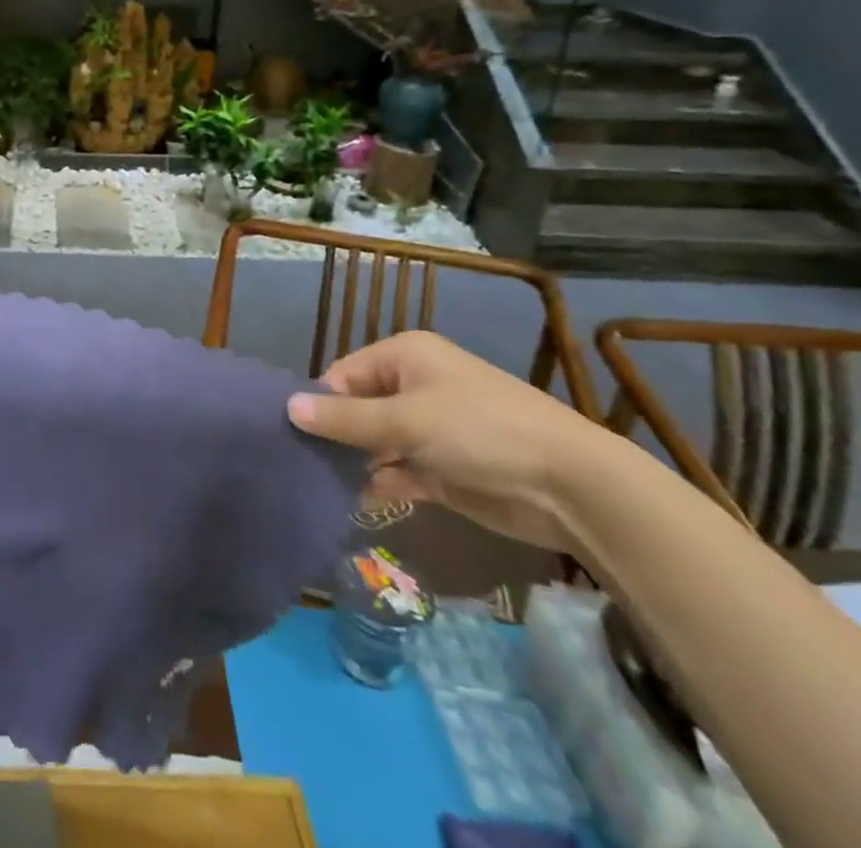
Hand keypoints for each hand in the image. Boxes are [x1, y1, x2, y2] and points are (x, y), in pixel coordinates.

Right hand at [286, 330, 608, 551]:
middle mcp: (413, 387)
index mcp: (404, 357)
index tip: (292, 435)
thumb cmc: (481, 431)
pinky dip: (378, 485)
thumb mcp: (407, 420)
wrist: (572, 487)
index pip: (343, 374)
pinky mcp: (442, 470)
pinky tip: (351, 503)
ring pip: (375, 443)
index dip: (319, 403)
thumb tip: (288, 408)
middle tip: (297, 464)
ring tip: (315, 486)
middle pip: (357, 408)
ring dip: (353, 464)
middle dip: (333, 436)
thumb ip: (346, 419)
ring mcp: (429, 430)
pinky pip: (397, 472)